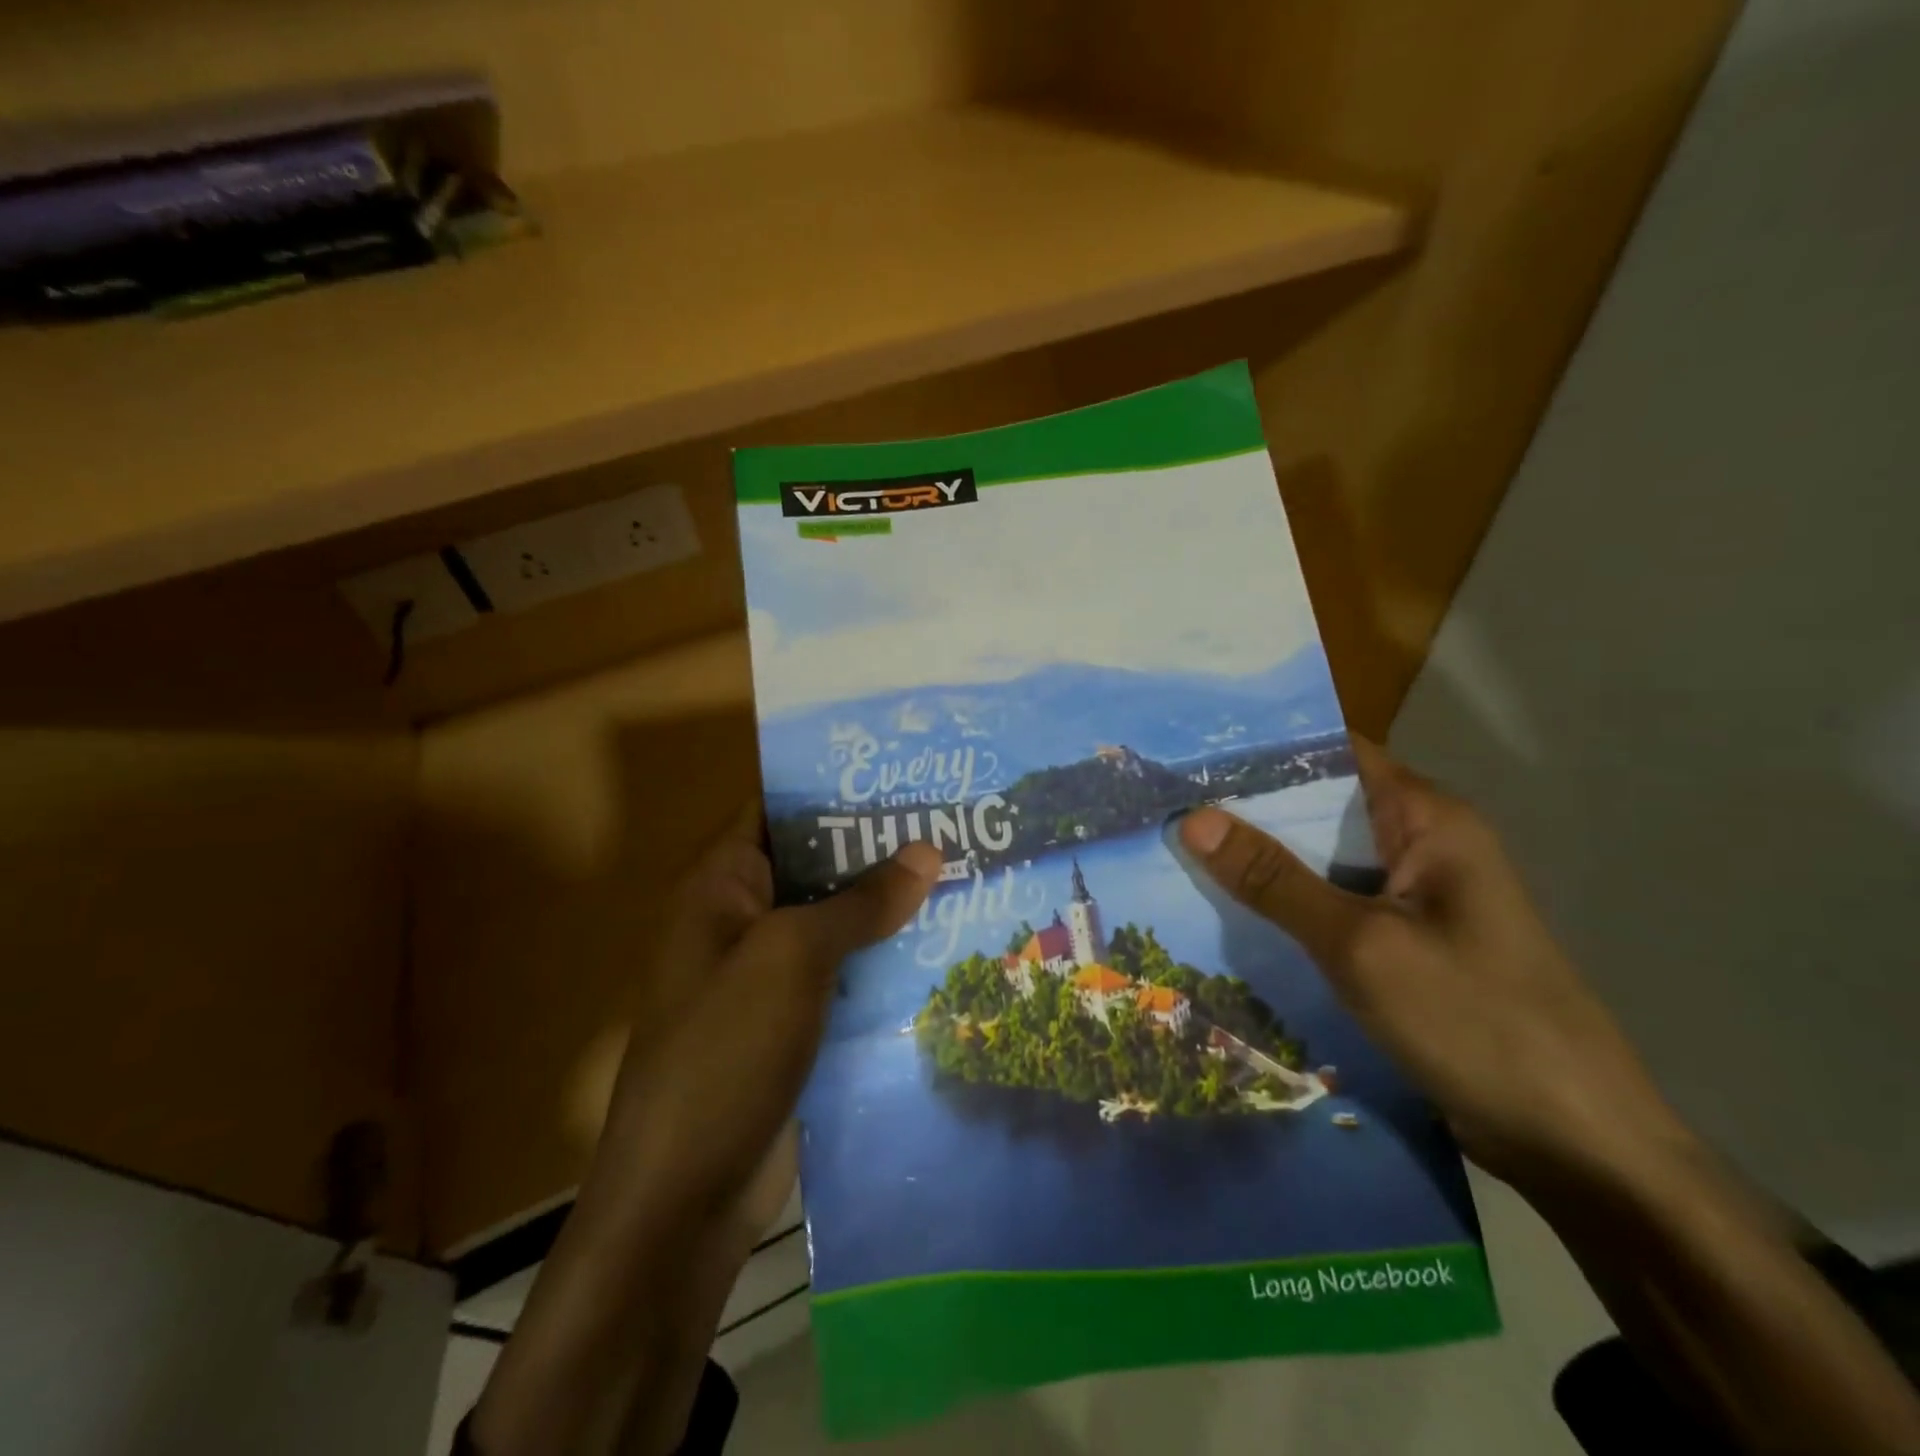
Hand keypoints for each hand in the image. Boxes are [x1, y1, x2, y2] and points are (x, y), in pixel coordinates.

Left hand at [472, 815, 938, 1455]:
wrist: (685, 1197)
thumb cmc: (726, 1052)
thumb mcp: (793, 957)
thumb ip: (861, 901)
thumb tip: (927, 849)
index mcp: (722, 886)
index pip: (777, 808)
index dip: (833, 788)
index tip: (902, 775)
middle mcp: (743, 919)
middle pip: (816, 864)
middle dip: (877, 848)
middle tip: (953, 823)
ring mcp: (770, 975)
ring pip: (837, 921)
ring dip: (890, 906)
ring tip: (965, 875)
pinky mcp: (796, 1021)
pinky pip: (847, 973)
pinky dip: (887, 958)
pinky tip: (945, 946)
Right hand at [1178, 740, 1690, 1195]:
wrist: (1577, 1145)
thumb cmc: (1476, 1021)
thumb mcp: (1360, 944)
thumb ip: (1275, 879)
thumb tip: (1192, 818)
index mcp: (1429, 820)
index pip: (1337, 754)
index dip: (1266, 749)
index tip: (1191, 752)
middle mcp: (1422, 845)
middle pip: (1323, 806)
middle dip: (1248, 806)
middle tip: (1166, 802)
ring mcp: (1414, 897)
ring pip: (1322, 859)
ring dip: (1262, 858)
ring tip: (1176, 847)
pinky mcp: (1405, 943)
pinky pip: (1332, 905)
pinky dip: (1285, 903)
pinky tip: (1226, 909)